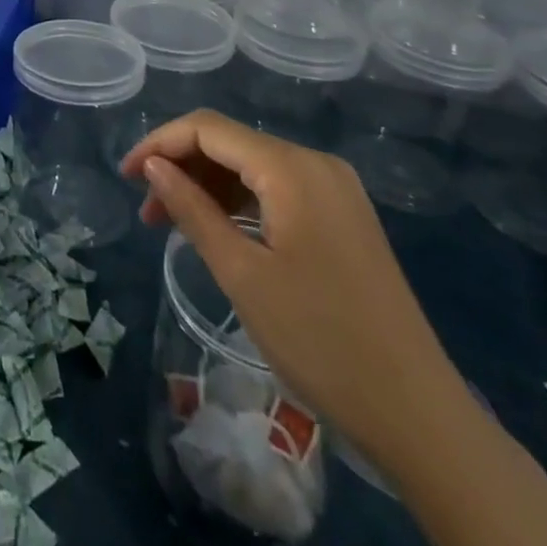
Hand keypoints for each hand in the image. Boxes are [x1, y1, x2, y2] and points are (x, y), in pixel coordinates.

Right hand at [120, 111, 478, 475]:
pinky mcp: (344, 216)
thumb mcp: (241, 274)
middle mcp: (316, 163)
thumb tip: (153, 166)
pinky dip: (240, 201)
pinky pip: (277, 189)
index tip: (126, 177)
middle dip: (181, 166)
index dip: (159, 143)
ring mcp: (335, 189)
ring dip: (208, 185)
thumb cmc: (320, 341)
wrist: (420, 416)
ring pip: (252, 166)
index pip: (208, 129)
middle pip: (231, 143)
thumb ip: (192, 209)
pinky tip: (219, 229)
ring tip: (171, 222)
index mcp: (292, 168)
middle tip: (146, 208)